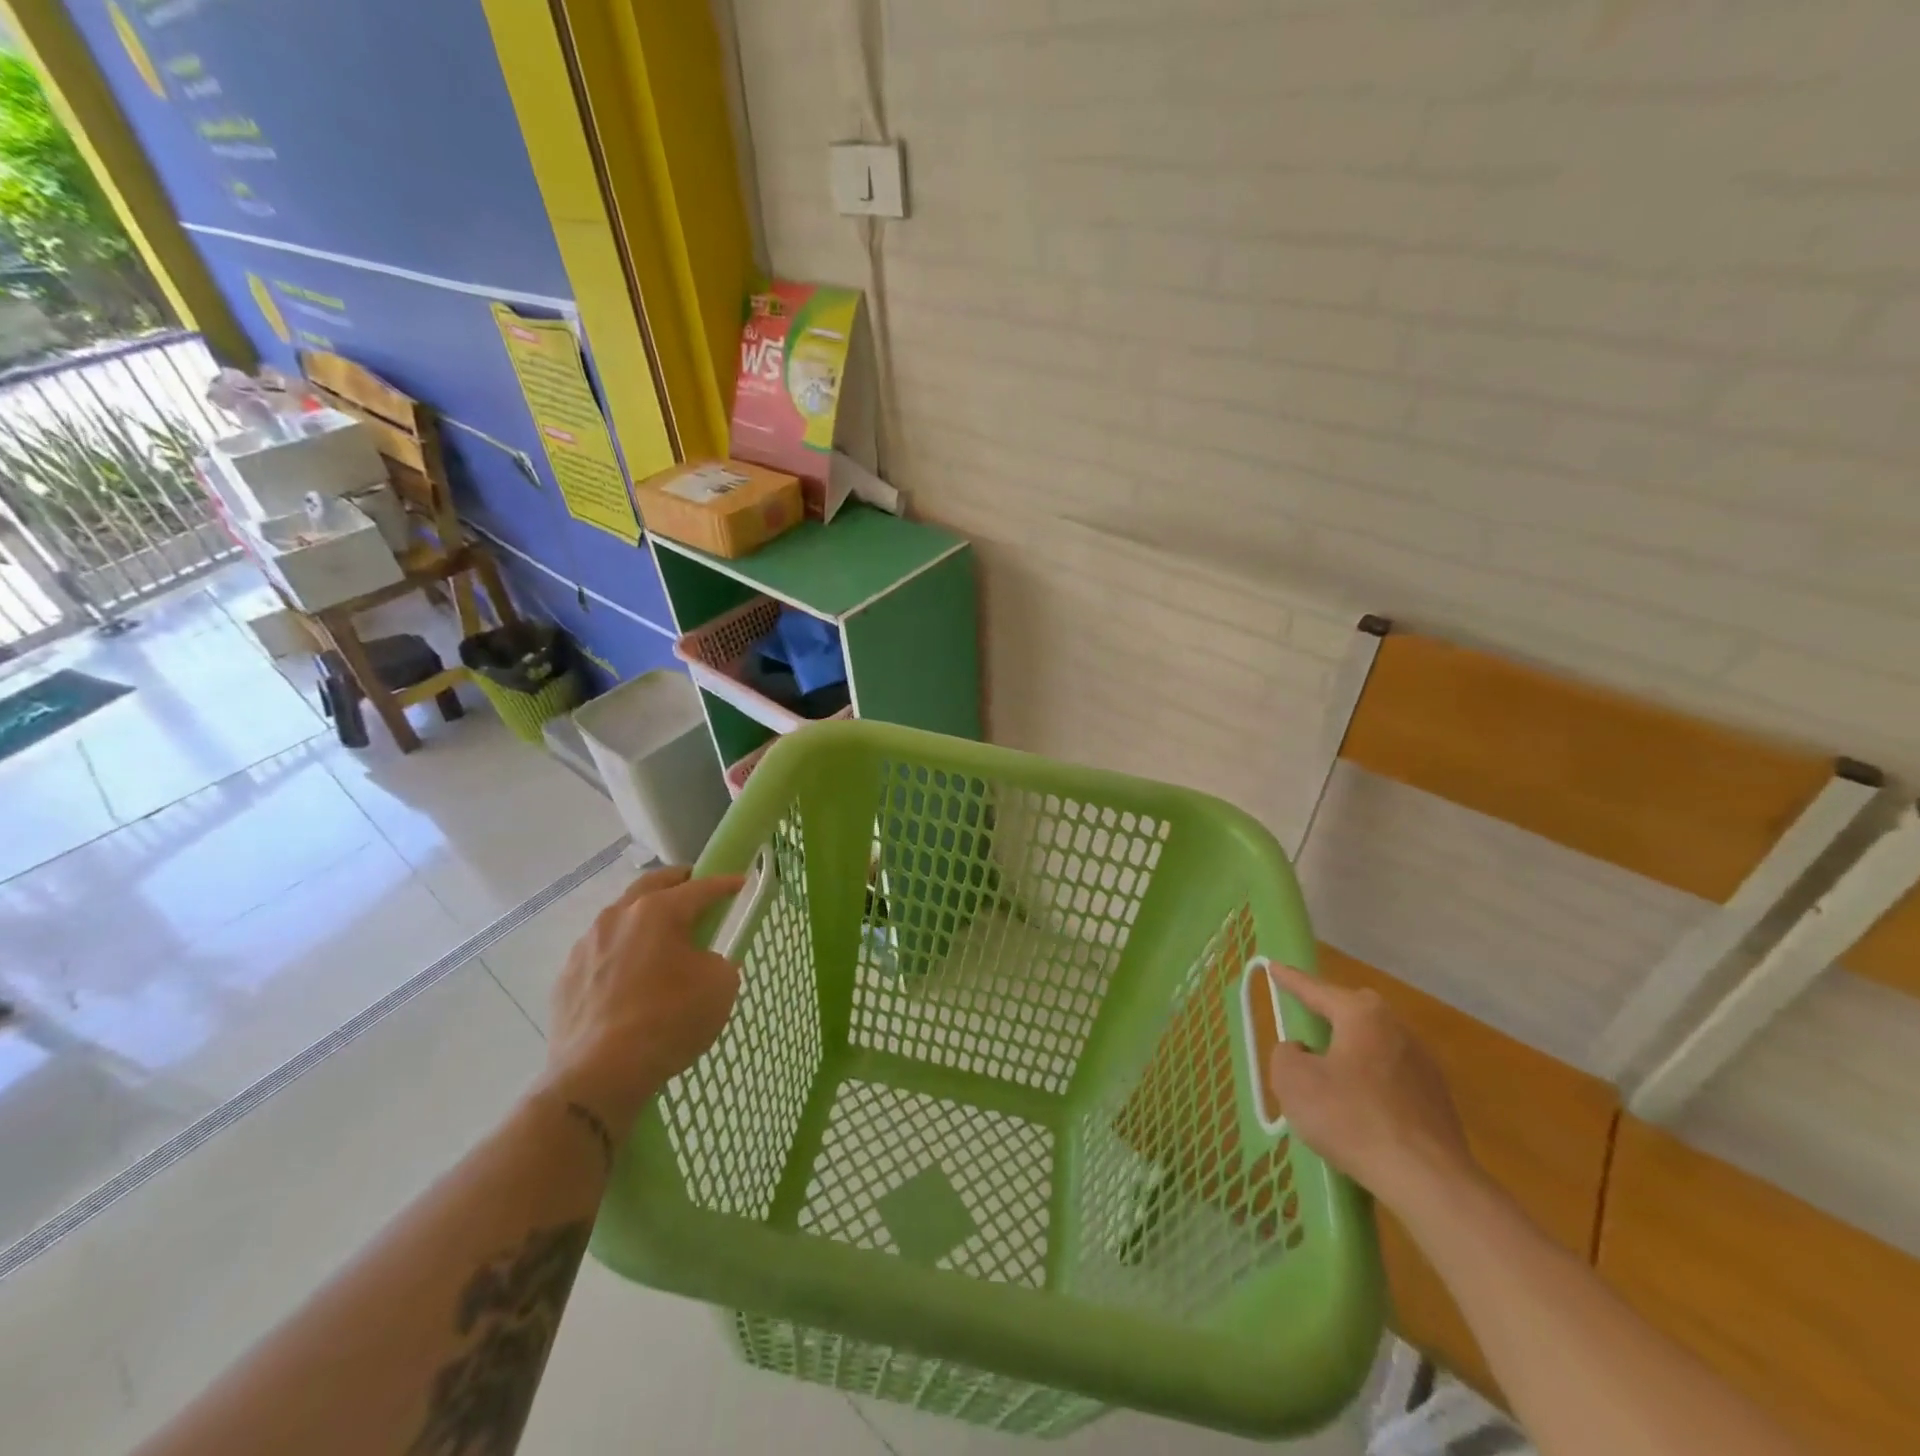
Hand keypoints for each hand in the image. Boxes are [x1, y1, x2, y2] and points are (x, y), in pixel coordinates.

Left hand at [539, 865, 745, 1133]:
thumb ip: (719, 962)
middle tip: (695, 890)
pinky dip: (620, 952)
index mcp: (658, 911)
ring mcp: (586, 945)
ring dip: (643, 917)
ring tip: (659, 937)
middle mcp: (618, 916)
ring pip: (620, 916)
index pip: (700, 888)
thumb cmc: (669, 1021)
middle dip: (678, 882)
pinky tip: (629, 977)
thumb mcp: (720, 987)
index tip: (740, 883)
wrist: (599, 1075)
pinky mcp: (566, 977)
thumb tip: (704, 962)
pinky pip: (600, 952)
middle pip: (652, 885)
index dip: (725, 884)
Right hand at [1264, 964, 1478, 1210]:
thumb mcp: (1293, 1081)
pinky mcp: (1437, 1101)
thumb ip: (1286, 1055)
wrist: (1428, 1180)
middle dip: (1330, 1011)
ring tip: (1330, 1071)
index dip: (1291, 980)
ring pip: (1376, 1044)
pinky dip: (1371, 1081)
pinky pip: (1392, 1076)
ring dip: (1352, 1050)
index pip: (1317, 990)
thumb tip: (1302, 1052)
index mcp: (1362, 1015)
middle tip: (1307, 1020)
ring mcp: (1424, 1065)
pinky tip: (1359, 1107)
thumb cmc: (1351, 1118)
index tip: (1273, 966)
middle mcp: (1397, 1029)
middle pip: (1355, 1011)